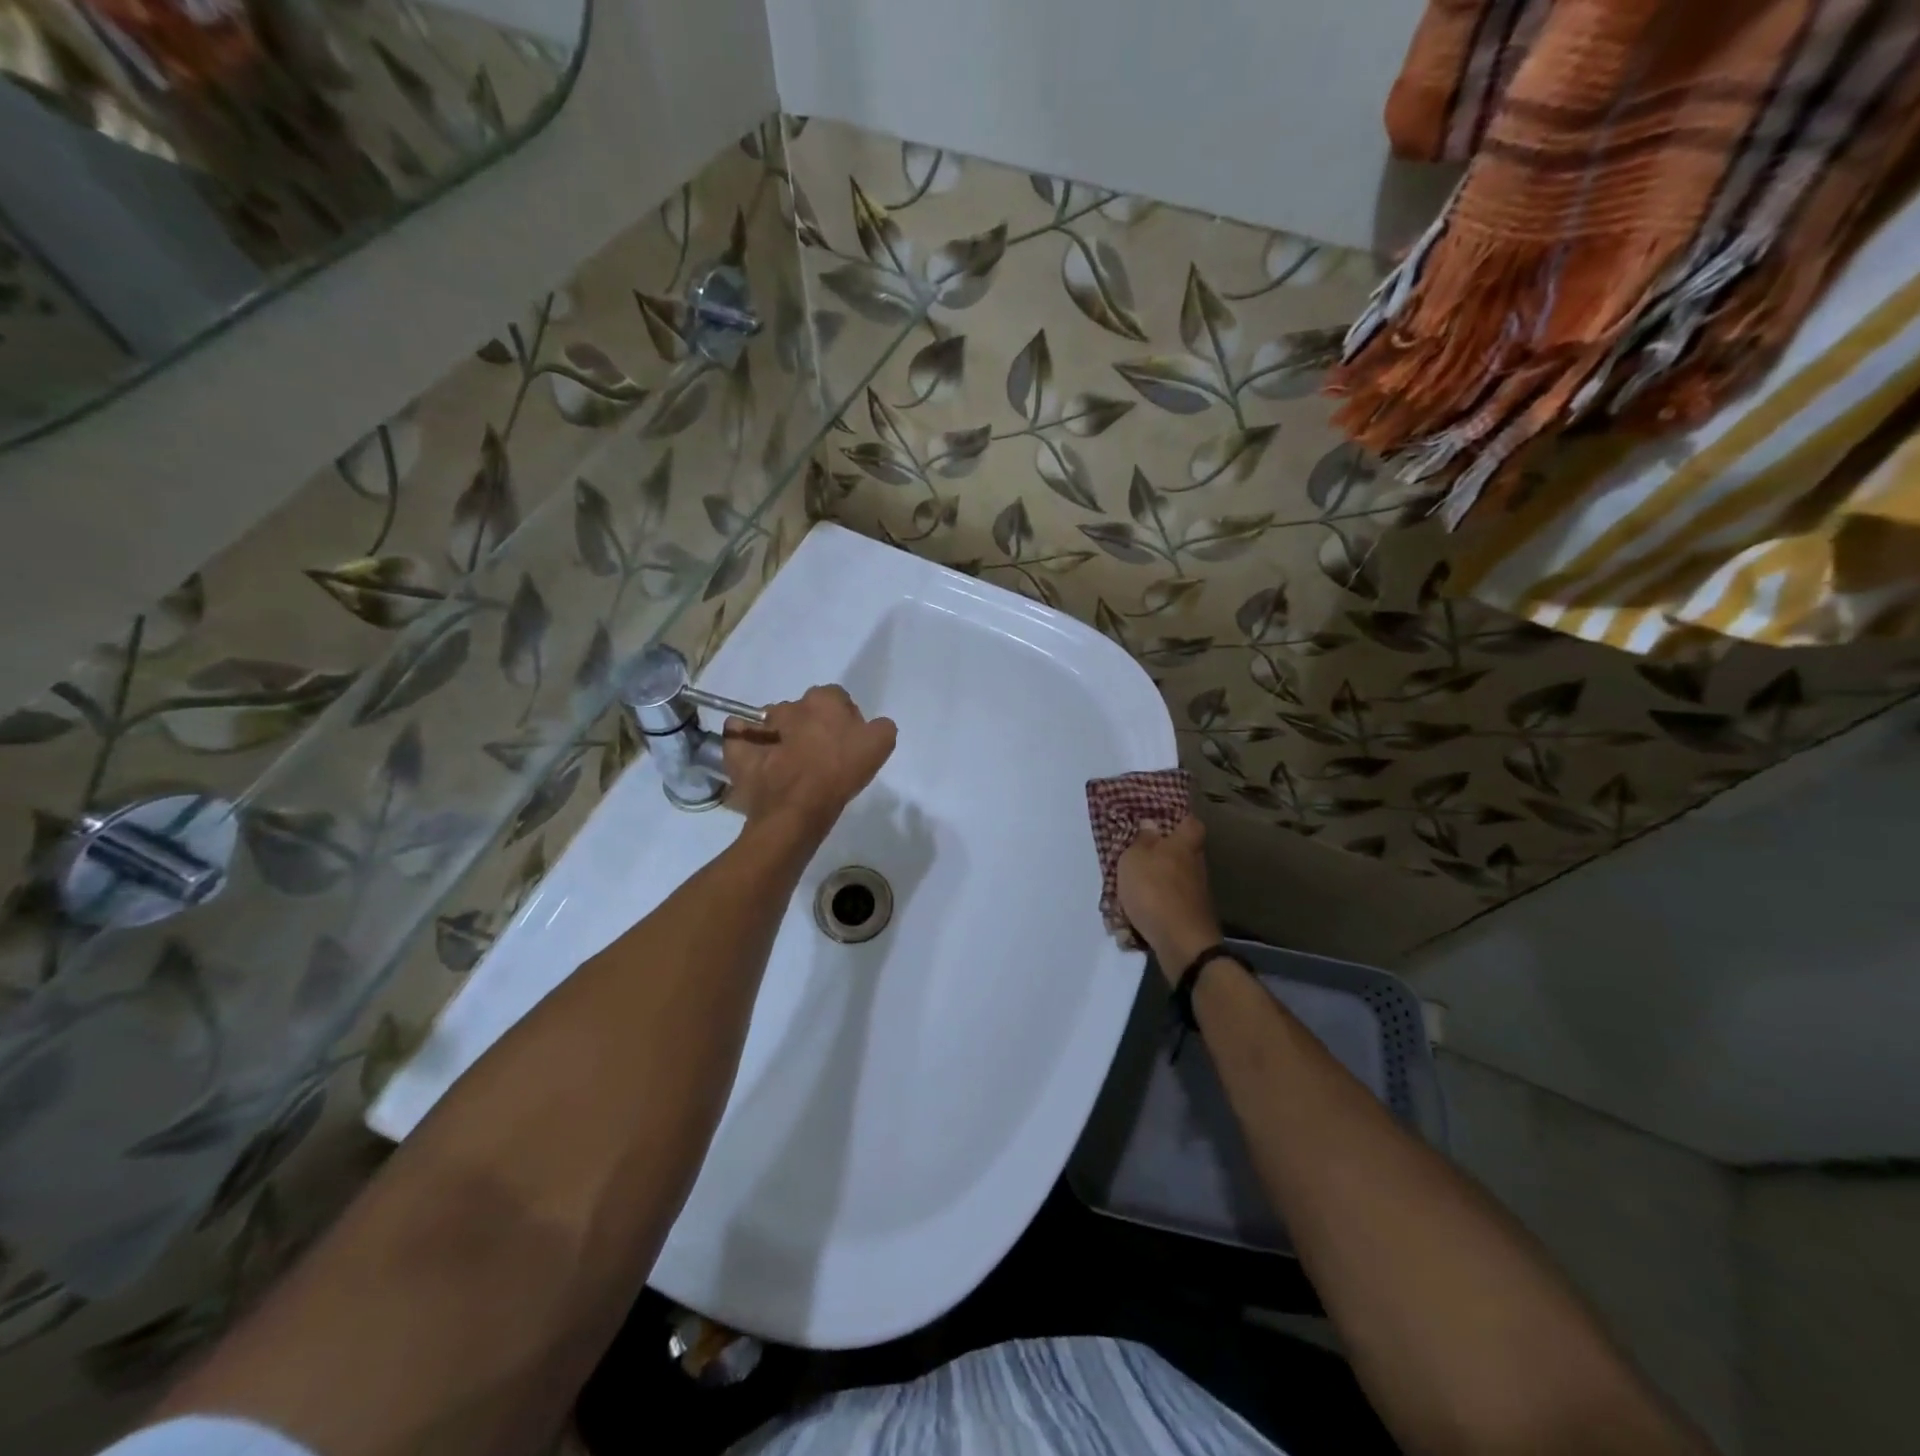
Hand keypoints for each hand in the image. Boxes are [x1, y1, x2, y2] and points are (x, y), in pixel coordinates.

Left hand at [722, 684, 895, 839]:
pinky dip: (746, 743)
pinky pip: (740, 736)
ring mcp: (761, 725)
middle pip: (804, 710)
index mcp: (824, 699)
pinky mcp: (739, 748)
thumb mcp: (881, 746)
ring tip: (788, 765)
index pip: (837, 698)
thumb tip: (871, 725)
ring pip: (773, 722)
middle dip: (810, 726)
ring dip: (780, 735)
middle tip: (819, 755)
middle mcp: (790, 705)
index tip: (846, 743)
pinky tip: (758, 760)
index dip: (844, 719)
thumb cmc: (840, 774)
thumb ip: (881, 726)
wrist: (796, 809)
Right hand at [1116, 815, 1222, 979]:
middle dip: (1163, 854)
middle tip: (1137, 857)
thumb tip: (1151, 825)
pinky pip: (1171, 903)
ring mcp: (1197, 893)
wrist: (1181, 942)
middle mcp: (1196, 865)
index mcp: (1185, 844)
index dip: (1177, 820)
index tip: (1159, 823)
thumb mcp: (1135, 858)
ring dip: (1157, 883)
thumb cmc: (1154, 890)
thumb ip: (1142, 840)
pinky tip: (1138, 914)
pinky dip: (1156, 906)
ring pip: (1175, 879)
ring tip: (1131, 889)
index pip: (1191, 823)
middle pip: (1182, 852)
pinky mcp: (1192, 916)